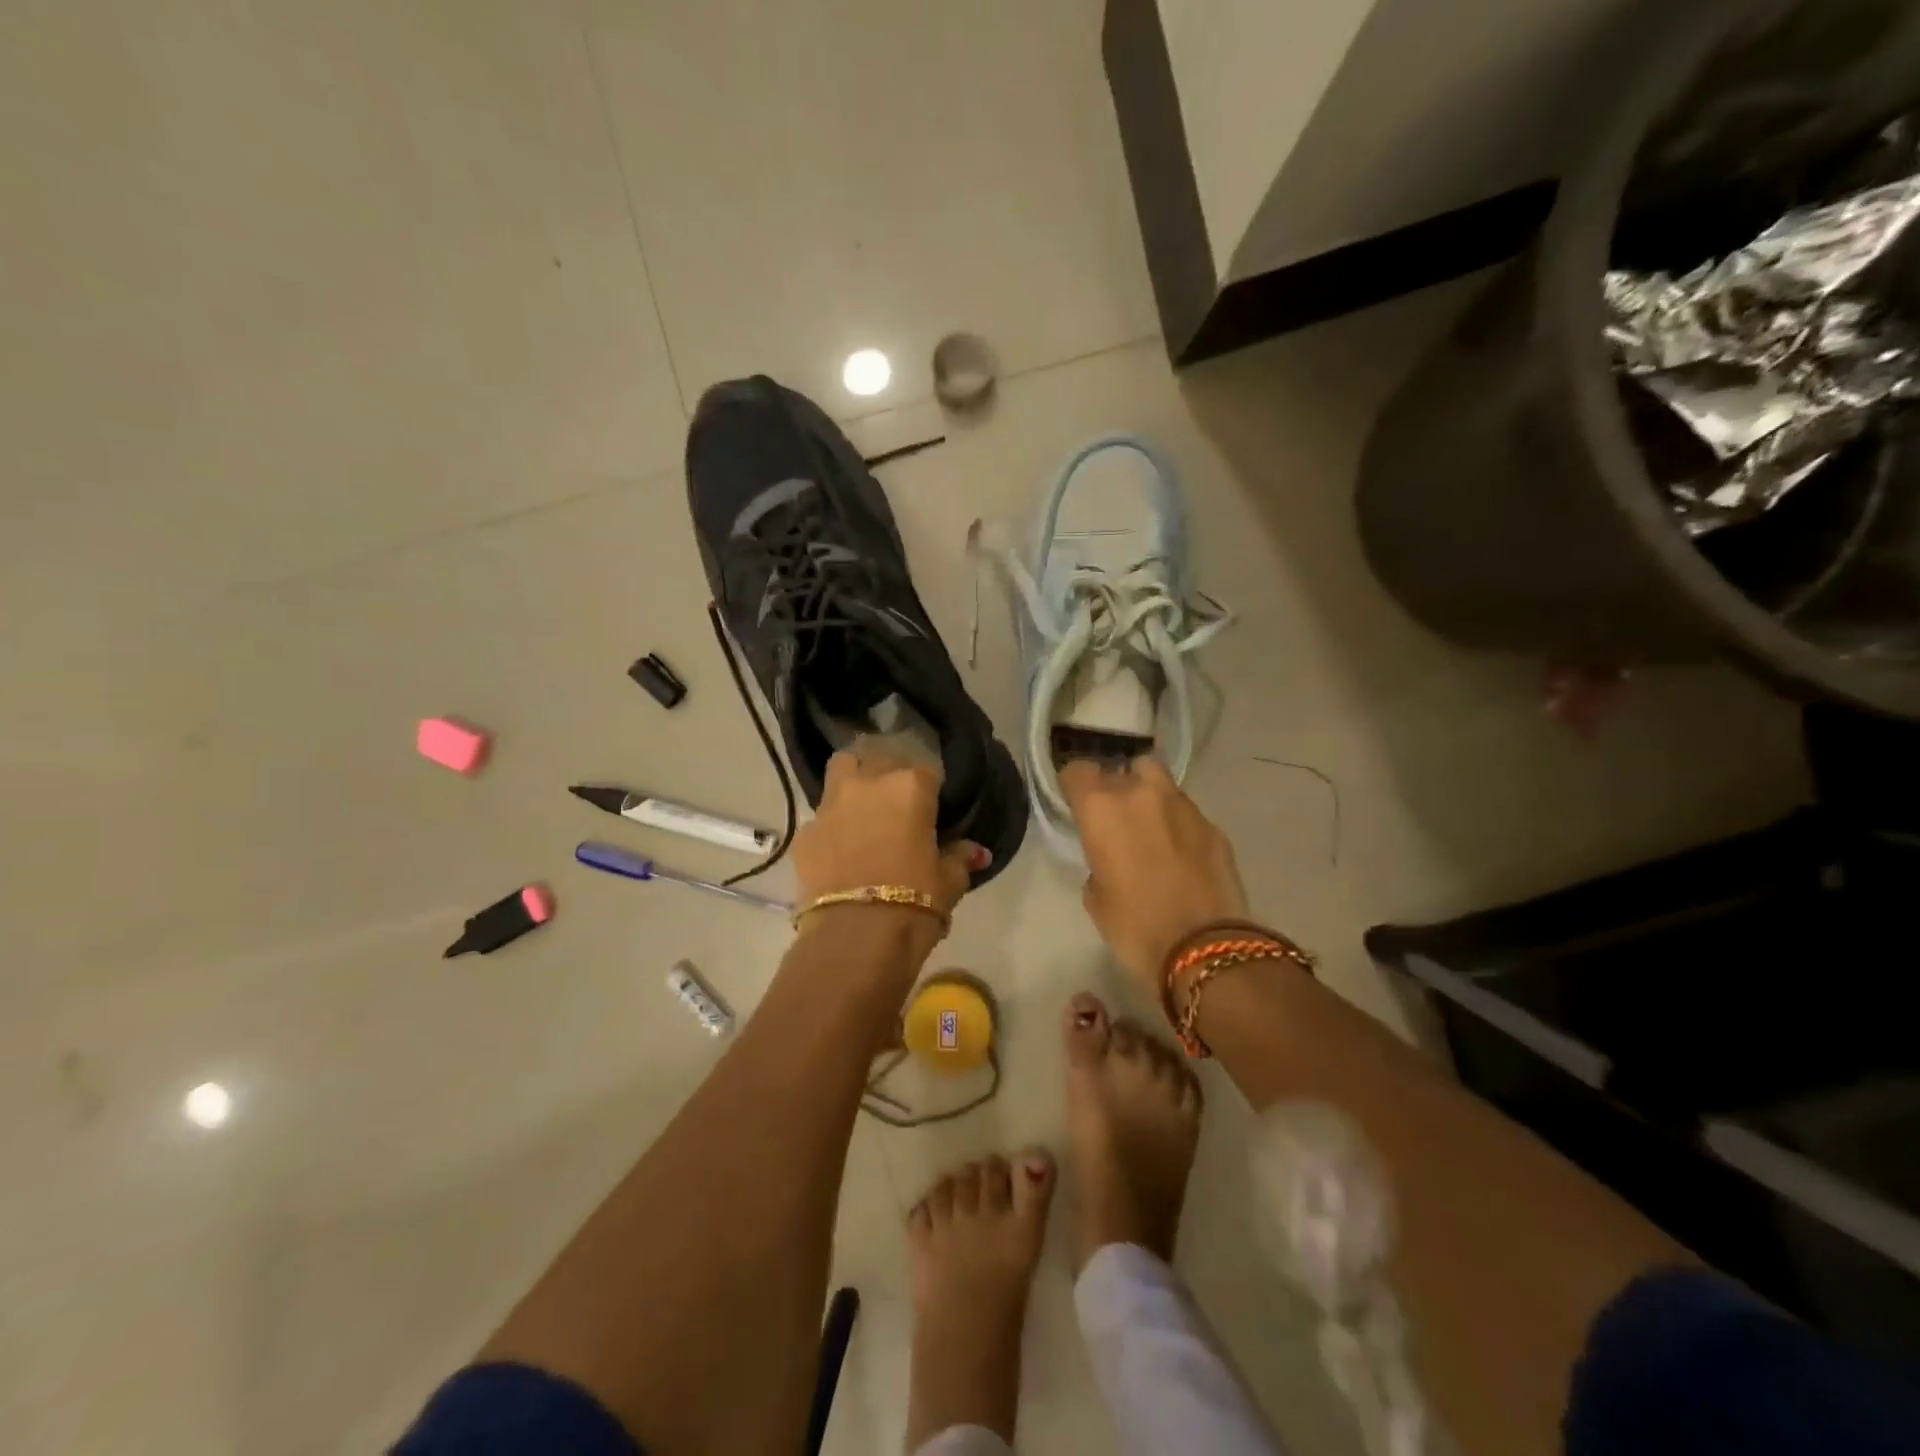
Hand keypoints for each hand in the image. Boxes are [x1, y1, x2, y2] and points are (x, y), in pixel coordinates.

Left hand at [792, 749, 983, 954]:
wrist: (855, 938)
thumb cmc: (916, 902)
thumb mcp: (950, 882)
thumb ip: (960, 857)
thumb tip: (975, 851)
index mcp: (910, 787)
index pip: (927, 771)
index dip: (931, 789)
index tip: (934, 808)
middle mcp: (867, 784)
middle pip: (876, 758)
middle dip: (886, 773)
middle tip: (896, 803)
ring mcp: (830, 806)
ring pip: (841, 772)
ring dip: (853, 785)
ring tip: (863, 814)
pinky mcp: (804, 834)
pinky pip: (821, 818)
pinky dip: (832, 827)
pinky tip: (840, 850)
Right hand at [1061, 757, 1249, 996]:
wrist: (1205, 948)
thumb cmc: (1134, 926)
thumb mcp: (1095, 896)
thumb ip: (1097, 861)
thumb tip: (1111, 857)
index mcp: (1102, 807)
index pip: (1077, 770)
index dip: (1074, 786)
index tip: (1075, 804)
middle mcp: (1143, 793)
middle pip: (1126, 766)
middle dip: (1119, 785)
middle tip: (1117, 817)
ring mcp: (1185, 807)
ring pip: (1162, 786)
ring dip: (1152, 802)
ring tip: (1151, 835)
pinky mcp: (1215, 827)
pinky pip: (1187, 815)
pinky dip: (1178, 827)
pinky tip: (1179, 857)